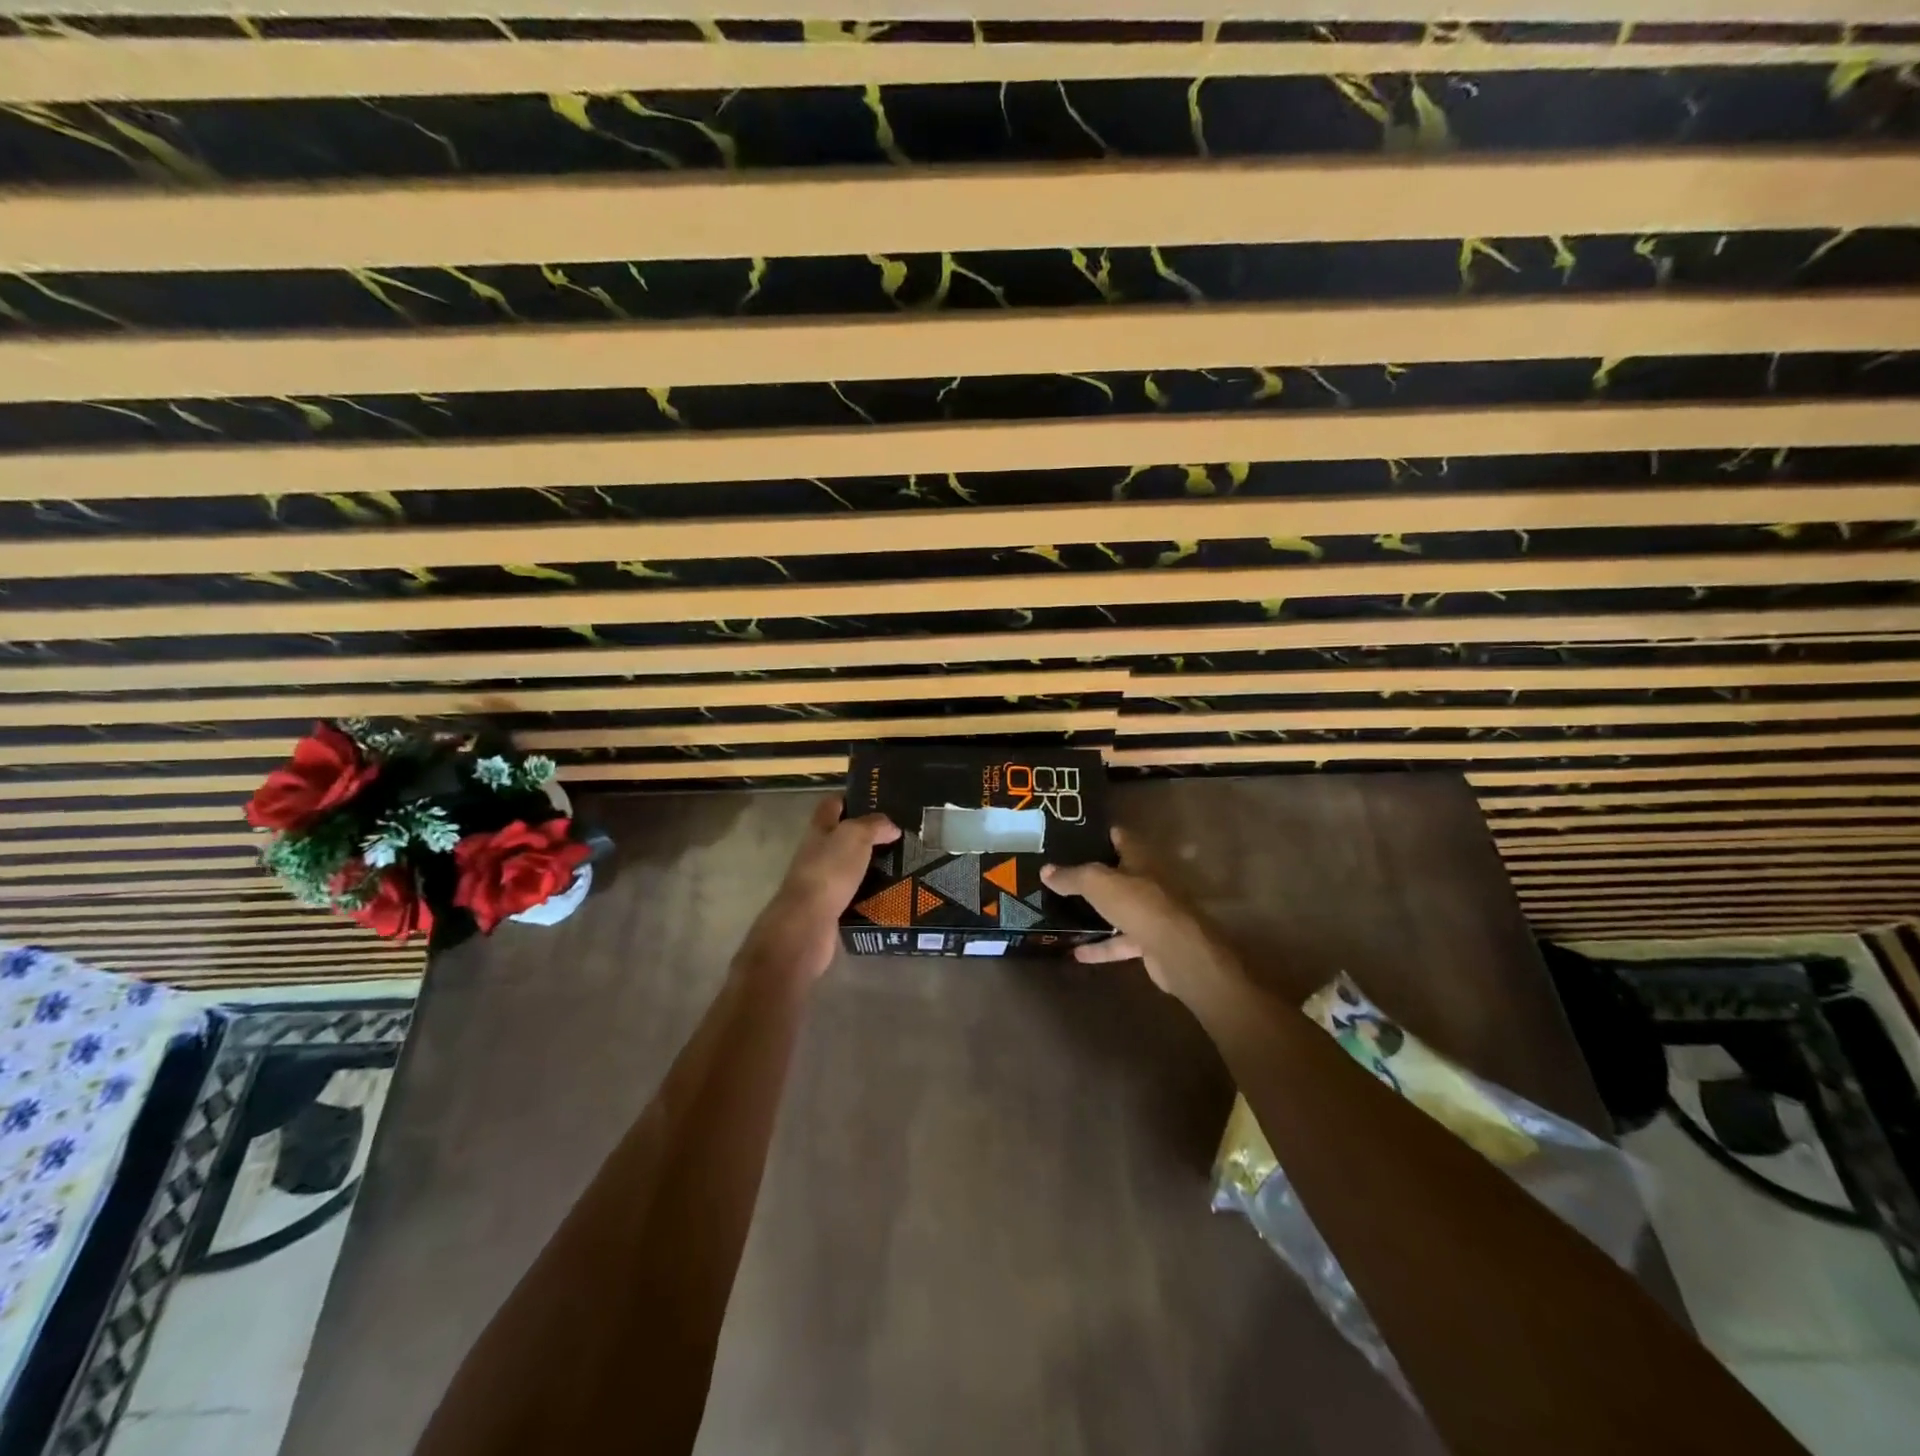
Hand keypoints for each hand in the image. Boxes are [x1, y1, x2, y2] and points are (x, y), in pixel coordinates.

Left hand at [737, 796, 900, 984]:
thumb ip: (874, 826)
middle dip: (866, 835)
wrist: (807, 923)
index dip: (850, 799)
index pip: (831, 805)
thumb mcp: (855, 837)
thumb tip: (891, 827)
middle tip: (898, 836)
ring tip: (901, 864)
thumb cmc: (829, 871)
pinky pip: (853, 893)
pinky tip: (890, 893)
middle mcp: (816, 852)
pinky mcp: (829, 907)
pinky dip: (869, 892)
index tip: (877, 801)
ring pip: (849, 866)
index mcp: (819, 829)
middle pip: (841, 836)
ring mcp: (821, 881)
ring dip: (870, 865)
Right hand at [1040, 827, 1244, 1001]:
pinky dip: (1101, 947)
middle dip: (1096, 875)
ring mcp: (1150, 913)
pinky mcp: (1149, 942)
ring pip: (1119, 909)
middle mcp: (1147, 882)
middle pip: (1120, 874)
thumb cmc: (1138, 903)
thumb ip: (1072, 876)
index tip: (1078, 835)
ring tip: (1066, 913)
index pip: (1121, 838)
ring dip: (1097, 913)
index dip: (1102, 834)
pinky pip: (1120, 942)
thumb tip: (1045, 870)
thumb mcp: (1097, 883)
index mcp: (1139, 859)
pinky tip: (1077, 953)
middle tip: (1065, 874)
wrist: (1175, 949)